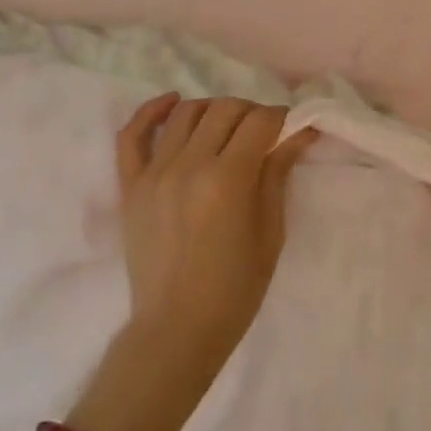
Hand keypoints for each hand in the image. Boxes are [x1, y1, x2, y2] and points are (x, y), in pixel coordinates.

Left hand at [114, 95, 317, 383]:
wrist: (177, 328)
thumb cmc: (235, 288)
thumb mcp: (271, 232)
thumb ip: (278, 174)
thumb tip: (300, 133)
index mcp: (229, 178)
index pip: (260, 121)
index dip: (282, 118)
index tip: (291, 128)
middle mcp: (189, 165)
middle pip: (225, 109)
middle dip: (252, 112)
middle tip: (263, 133)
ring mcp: (154, 172)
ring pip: (187, 113)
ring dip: (214, 110)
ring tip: (226, 127)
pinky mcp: (130, 185)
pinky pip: (133, 135)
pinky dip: (152, 111)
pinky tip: (173, 102)